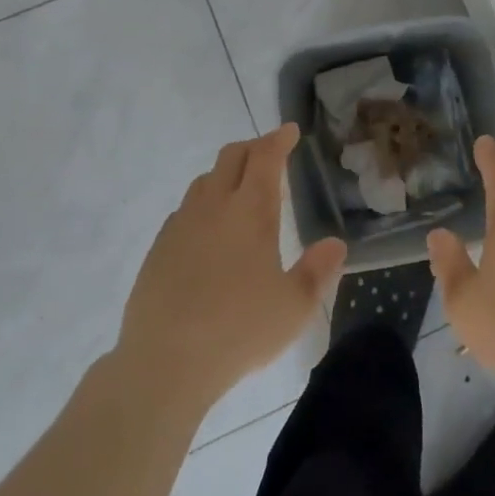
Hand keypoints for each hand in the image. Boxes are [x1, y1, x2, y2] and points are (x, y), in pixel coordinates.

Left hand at [117, 125, 347, 410]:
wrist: (163, 364)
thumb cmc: (238, 330)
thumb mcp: (293, 307)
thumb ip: (317, 272)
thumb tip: (336, 244)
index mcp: (250, 211)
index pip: (265, 157)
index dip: (279, 139)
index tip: (290, 131)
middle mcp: (214, 207)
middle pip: (231, 157)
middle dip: (253, 148)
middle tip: (270, 154)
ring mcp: (181, 226)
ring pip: (204, 181)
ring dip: (226, 174)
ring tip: (240, 190)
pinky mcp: (158, 249)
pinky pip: (184, 211)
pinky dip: (203, 205)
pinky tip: (208, 231)